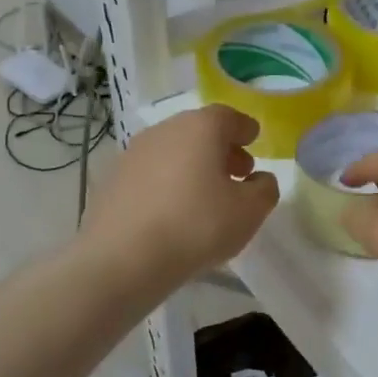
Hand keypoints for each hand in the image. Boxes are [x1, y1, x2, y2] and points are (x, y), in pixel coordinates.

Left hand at [79, 105, 278, 290]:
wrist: (120, 259)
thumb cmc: (195, 226)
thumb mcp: (249, 212)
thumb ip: (264, 189)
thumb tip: (259, 179)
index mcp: (201, 127)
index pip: (229, 117)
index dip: (245, 130)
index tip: (254, 142)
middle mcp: (165, 130)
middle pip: (199, 131)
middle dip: (221, 149)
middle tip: (237, 174)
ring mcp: (133, 153)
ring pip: (173, 151)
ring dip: (193, 166)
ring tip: (206, 196)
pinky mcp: (112, 180)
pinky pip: (151, 173)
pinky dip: (168, 183)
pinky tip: (174, 212)